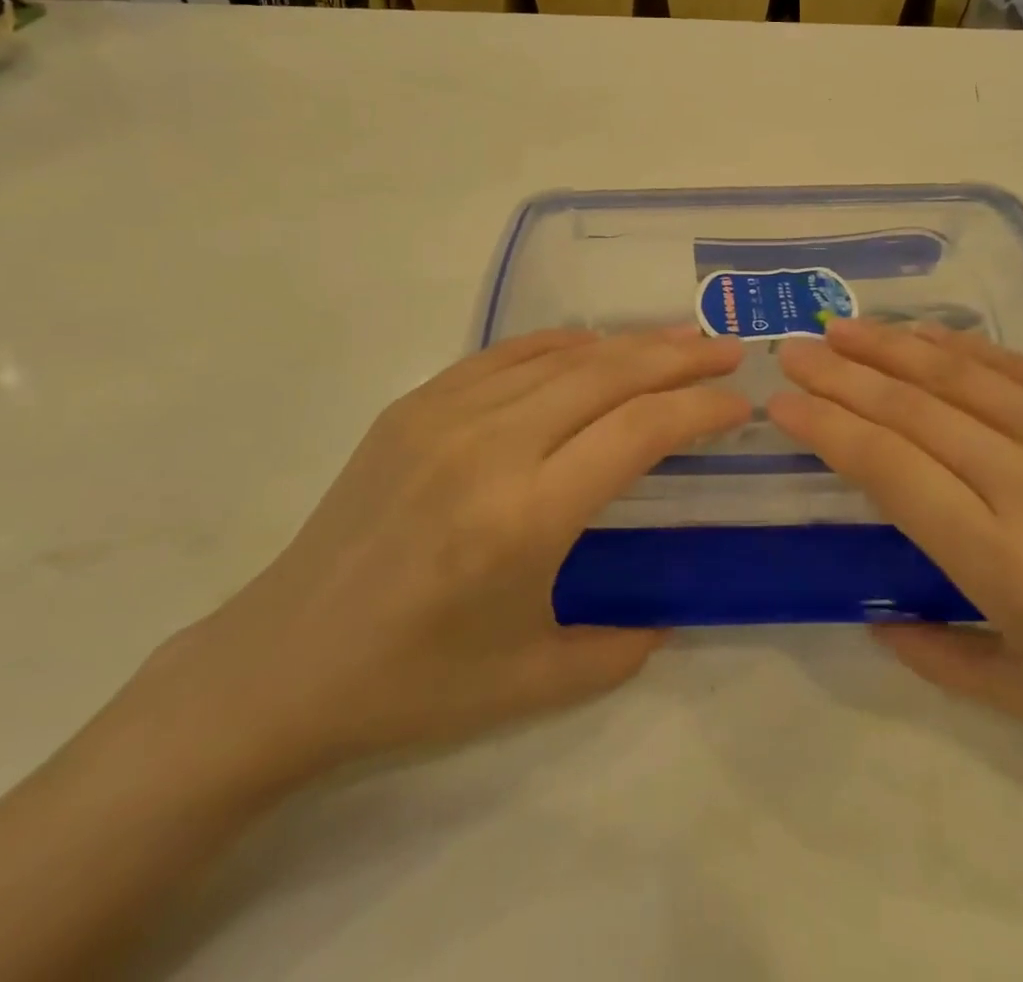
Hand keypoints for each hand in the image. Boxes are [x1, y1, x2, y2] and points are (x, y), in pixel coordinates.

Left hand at [144, 327, 748, 790]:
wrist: (281, 662)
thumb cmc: (412, 683)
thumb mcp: (532, 681)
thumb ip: (618, 645)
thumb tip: (668, 613)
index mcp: (524, 516)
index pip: (638, 432)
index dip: (699, 409)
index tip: (740, 402)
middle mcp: (489, 447)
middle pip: (607, 375)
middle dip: (679, 358)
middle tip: (727, 351)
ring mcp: (444, 415)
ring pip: (559, 356)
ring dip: (627, 343)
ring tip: (676, 341)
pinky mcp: (413, 406)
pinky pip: (505, 355)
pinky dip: (560, 344)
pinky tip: (591, 346)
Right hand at [769, 320, 1022, 776]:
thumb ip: (940, 659)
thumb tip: (872, 617)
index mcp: (1009, 565)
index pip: (889, 470)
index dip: (826, 428)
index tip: (781, 404)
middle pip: (912, 410)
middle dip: (839, 375)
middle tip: (790, 352)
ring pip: (957, 374)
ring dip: (887, 346)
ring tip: (837, 328)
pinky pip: (1016, 366)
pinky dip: (956, 346)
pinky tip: (918, 335)